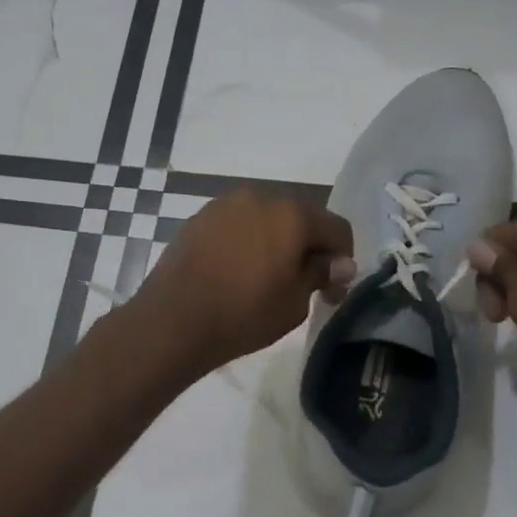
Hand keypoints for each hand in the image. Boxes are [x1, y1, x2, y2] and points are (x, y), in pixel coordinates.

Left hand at [133, 188, 354, 375]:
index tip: (332, 289)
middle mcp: (261, 197)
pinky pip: (237, 224)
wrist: (174, 319)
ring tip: (266, 276)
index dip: (343, 259)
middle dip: (308, 246)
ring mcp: (225, 204)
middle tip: (303, 283)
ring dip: (275, 240)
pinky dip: (246, 240)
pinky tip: (237, 270)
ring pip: (266, 218)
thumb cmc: (244, 313)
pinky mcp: (200, 217)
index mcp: (293, 214)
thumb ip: (320, 274)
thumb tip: (340, 263)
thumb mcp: (294, 302)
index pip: (336, 228)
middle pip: (300, 217)